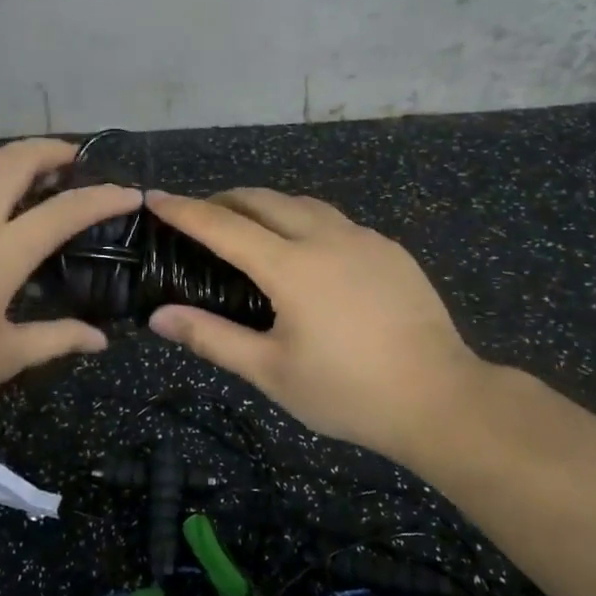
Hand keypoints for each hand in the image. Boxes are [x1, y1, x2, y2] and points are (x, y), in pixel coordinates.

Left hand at [0, 139, 140, 437]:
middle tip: (74, 158)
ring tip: (32, 167)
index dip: (102, 198)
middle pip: (16, 160)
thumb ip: (56, 339)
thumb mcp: (3, 357)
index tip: (129, 193)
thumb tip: (100, 339)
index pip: (64, 210)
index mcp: (1, 250)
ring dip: (13, 154)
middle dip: (52, 149)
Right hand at [144, 189, 486, 461]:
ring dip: (266, 206)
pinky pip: (335, 221)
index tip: (155, 197)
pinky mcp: (390, 250)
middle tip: (200, 216)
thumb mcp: (271, 372)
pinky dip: (304, 222)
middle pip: (263, 199)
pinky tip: (307, 252)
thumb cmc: (347, 391)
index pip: (222, 225)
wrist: (440, 399)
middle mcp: (325, 237)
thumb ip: (212, 338)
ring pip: (302, 204)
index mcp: (290, 265)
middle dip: (224, 200)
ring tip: (248, 228)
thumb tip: (159, 317)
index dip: (184, 210)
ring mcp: (363, 238)